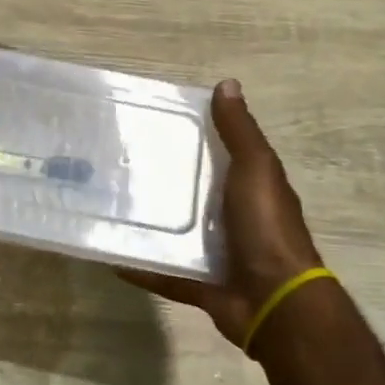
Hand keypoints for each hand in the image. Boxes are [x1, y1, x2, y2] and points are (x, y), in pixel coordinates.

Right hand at [119, 79, 322, 344]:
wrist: (274, 300)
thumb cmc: (266, 227)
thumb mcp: (256, 170)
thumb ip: (240, 133)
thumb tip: (227, 84)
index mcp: (250, 188)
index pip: (221, 155)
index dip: (194, 138)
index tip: (154, 124)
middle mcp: (235, 218)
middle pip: (195, 193)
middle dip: (164, 181)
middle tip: (119, 164)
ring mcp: (219, 254)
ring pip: (179, 233)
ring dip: (151, 223)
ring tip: (110, 206)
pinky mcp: (201, 284)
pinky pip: (165, 272)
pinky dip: (141, 267)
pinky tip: (111, 257)